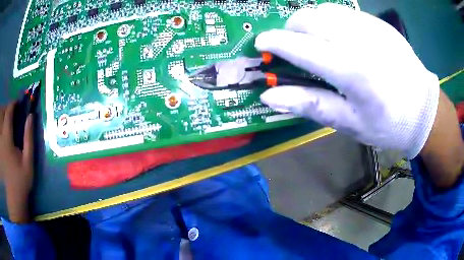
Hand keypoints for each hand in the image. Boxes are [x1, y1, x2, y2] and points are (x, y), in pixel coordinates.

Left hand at [0, 101, 33, 222]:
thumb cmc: (20, 182)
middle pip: (1, 113)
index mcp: (7, 139)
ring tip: (4, 119)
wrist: (13, 199)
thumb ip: (28, 138)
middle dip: (6, 108)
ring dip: (1, 115)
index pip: (8, 113)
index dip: (13, 104)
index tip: (17, 104)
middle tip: (10, 112)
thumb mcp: (28, 163)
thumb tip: (30, 116)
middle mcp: (0, 138)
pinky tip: (0, 131)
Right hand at [255, 3, 439, 158]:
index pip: (301, 47)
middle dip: (290, 29)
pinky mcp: (379, 23)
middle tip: (293, 46)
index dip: (274, 42)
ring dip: (309, 22)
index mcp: (353, 72)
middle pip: (308, 18)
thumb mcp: (349, 123)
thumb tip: (270, 95)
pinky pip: (343, 11)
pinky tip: (339, 37)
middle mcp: (360, 41)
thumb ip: (310, 105)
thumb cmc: (388, 124)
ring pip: (323, 10)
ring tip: (315, 41)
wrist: (424, 110)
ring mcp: (371, 27)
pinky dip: (330, 20)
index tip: (260, 43)